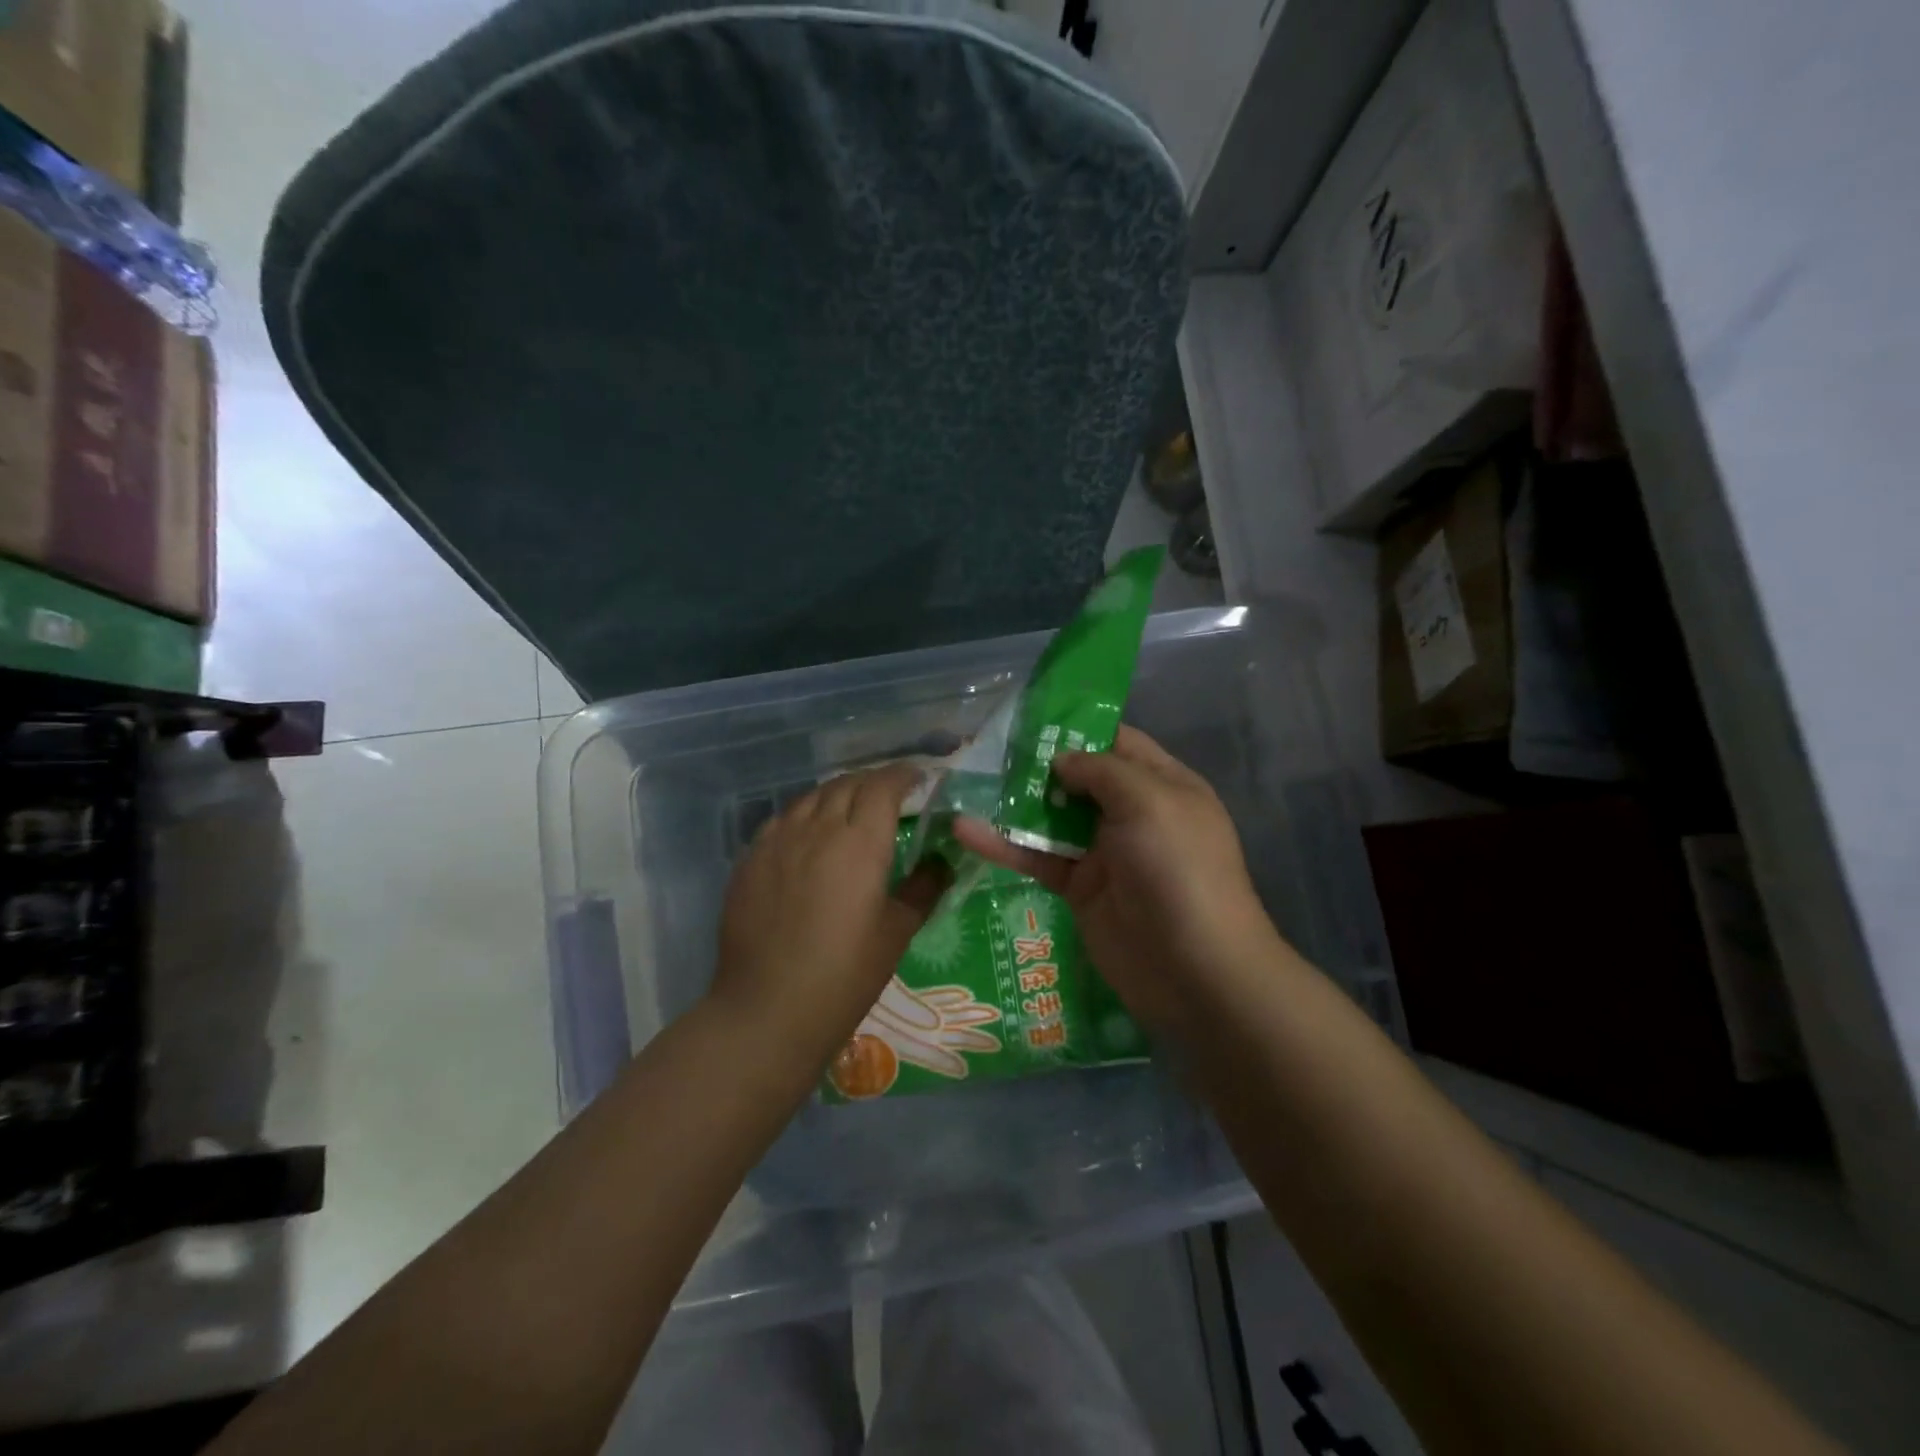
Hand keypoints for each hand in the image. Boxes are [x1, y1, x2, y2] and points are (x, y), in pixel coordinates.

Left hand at [710, 764, 947, 1075]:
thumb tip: (941, 861)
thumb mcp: (896, 932)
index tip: (919, 779)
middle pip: (847, 784)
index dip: (903, 775)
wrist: (768, 1009)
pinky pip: (782, 820)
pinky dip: (804, 815)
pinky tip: (808, 835)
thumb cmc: (845, 974)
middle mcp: (817, 828)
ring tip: (850, 808)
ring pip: (811, 797)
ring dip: (837, 793)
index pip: (883, 786)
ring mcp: (778, 841)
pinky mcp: (750, 859)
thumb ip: (923, 888)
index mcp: (860, 842)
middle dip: (873, 781)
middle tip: (890, 793)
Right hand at [955, 725, 1282, 1042]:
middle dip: (1037, 762)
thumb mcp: (1150, 802)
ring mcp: (1103, 852)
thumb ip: (1102, 771)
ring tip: (966, 781)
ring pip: (1052, 816)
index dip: (1077, 728)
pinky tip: (965, 831)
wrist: (1194, 971)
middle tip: (985, 747)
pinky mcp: (1078, 888)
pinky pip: (1037, 857)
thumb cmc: (1178, 870)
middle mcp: (1133, 813)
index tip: (1029, 716)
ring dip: (1013, 802)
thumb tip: (1061, 759)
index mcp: (1163, 785)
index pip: (1117, 742)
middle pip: (1079, 778)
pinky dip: (1003, 845)